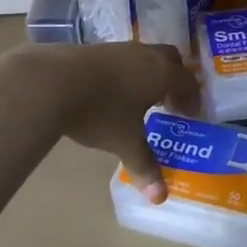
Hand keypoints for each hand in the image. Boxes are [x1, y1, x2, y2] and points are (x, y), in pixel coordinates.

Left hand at [17, 42, 200, 202]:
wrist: (54, 81)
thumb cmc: (100, 112)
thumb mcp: (125, 142)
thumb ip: (145, 166)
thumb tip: (160, 198)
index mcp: (162, 74)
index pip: (188, 81)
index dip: (192, 98)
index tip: (190, 115)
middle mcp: (145, 55)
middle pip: (171, 59)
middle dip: (175, 78)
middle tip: (170, 102)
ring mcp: (119, 48)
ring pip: (145, 55)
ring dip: (150, 73)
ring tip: (140, 99)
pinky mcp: (96, 48)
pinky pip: (123, 57)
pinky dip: (127, 71)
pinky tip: (112, 91)